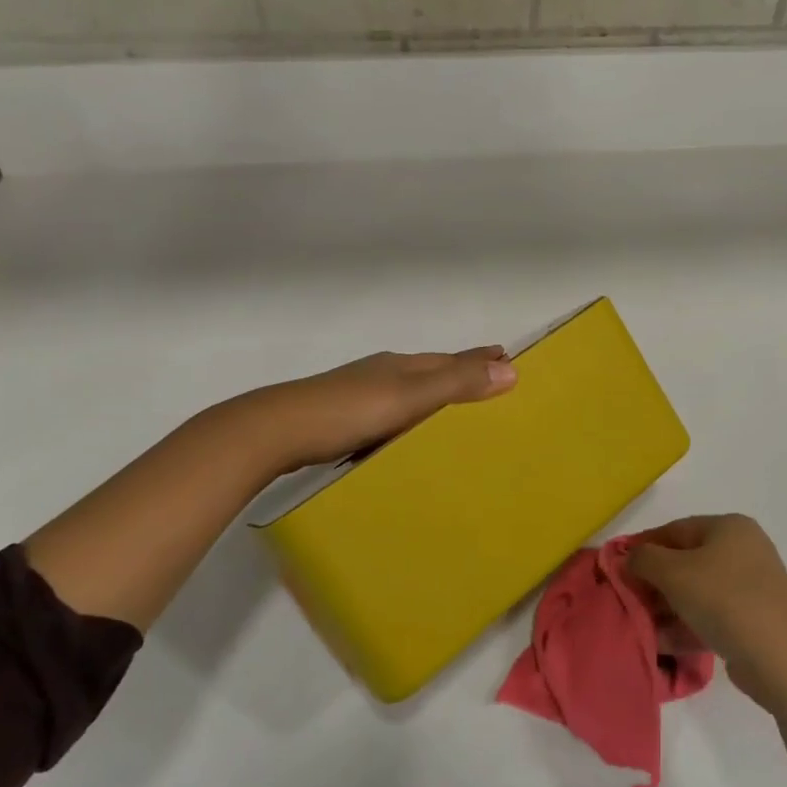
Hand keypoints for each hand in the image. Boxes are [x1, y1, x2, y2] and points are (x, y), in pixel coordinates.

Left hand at [240, 346, 516, 474]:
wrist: (276, 431)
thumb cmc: (348, 411)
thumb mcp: (410, 397)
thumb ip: (456, 384)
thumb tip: (511, 369)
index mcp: (402, 365)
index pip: (451, 359)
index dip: (479, 359)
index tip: (506, 355)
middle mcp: (383, 373)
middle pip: (431, 369)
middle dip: (460, 371)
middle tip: (490, 376)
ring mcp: (359, 393)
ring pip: (409, 389)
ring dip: (435, 392)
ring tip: (454, 405)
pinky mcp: (341, 417)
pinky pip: (390, 409)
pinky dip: (409, 413)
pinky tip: (405, 428)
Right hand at [628, 513, 786, 707]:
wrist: (783, 657)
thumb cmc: (724, 598)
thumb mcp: (674, 572)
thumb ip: (644, 559)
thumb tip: (628, 557)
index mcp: (728, 527)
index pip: (675, 529)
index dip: (643, 546)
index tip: (616, 567)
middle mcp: (742, 551)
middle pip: (685, 561)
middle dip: (653, 582)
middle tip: (627, 601)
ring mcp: (750, 588)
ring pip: (696, 593)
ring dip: (666, 608)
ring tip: (639, 627)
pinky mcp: (752, 622)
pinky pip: (710, 617)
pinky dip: (685, 627)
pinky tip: (660, 644)